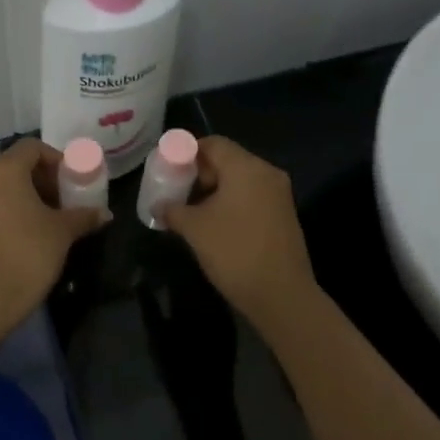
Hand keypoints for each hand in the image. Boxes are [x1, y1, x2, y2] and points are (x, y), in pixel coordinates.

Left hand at [0, 139, 108, 325]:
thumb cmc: (29, 254)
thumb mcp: (62, 232)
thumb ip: (84, 215)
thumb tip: (105, 213)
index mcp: (4, 171)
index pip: (32, 147)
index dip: (56, 159)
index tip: (71, 181)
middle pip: (14, 164)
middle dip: (40, 178)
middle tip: (61, 200)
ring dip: (23, 193)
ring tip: (44, 218)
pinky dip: (5, 208)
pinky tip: (22, 232)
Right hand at [164, 136, 316, 323]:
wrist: (281, 295)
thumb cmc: (234, 252)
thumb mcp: (194, 229)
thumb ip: (172, 210)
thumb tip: (157, 206)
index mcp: (246, 168)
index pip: (213, 143)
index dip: (186, 152)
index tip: (167, 168)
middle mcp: (266, 173)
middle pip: (227, 160)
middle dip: (198, 173)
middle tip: (175, 191)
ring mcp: (278, 195)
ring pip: (239, 180)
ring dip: (214, 190)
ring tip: (190, 210)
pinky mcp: (283, 215)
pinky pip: (251, 197)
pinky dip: (230, 202)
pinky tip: (213, 224)